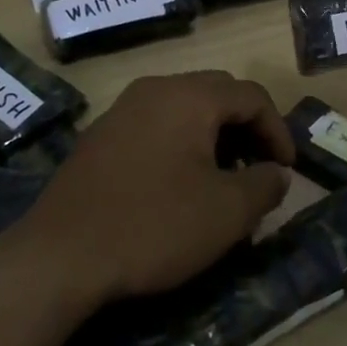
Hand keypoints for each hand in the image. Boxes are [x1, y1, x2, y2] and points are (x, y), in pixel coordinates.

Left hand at [11, 71, 292, 306]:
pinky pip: (155, 126)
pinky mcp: (99, 137)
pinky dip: (181, 145)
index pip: (251, 95)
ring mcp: (122, 110)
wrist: (59, 255)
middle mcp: (155, 89)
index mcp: (189, 96)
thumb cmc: (154, 225)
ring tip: (222, 181)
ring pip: (184, 109)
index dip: (278, 130)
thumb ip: (265, 185)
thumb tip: (277, 172)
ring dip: (213, 137)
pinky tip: (179, 186)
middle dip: (247, 129)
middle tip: (258, 169)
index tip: (286, 171)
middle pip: (217, 94)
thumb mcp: (227, 212)